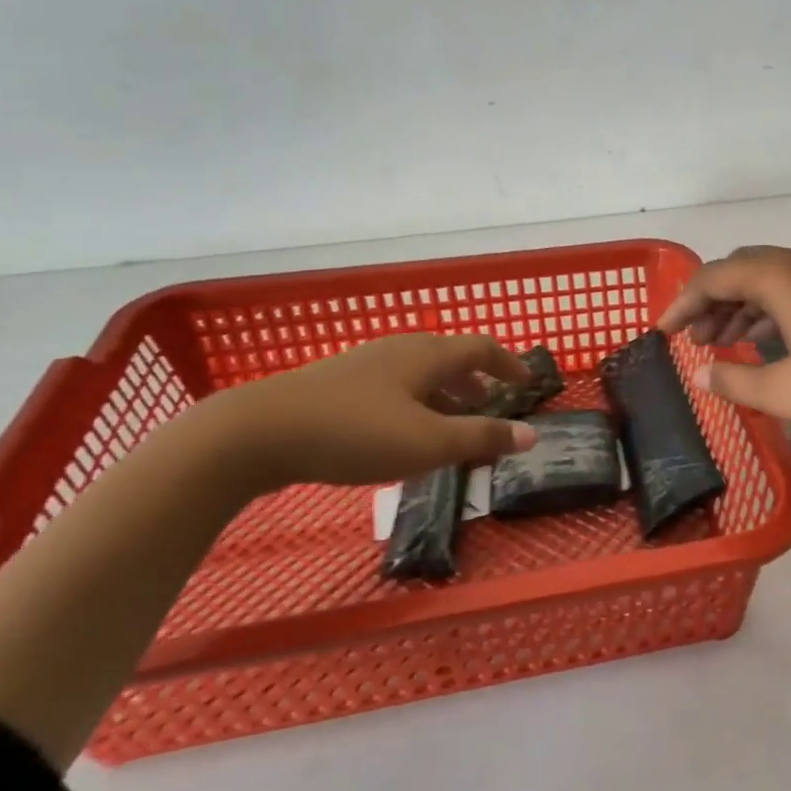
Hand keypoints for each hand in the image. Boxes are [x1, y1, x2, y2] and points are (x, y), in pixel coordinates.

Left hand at [199, 333, 538, 489]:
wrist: (258, 433)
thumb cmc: (356, 433)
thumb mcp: (429, 442)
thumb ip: (482, 438)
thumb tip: (532, 435)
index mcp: (427, 355)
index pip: (482, 348)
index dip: (509, 364)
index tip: (527, 382)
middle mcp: (399, 350)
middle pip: (450, 358)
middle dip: (477, 382)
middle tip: (491, 408)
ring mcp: (364, 365)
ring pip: (419, 374)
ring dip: (445, 395)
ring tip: (451, 426)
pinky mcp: (336, 385)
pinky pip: (393, 387)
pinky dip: (415, 404)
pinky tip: (402, 434)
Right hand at [659, 247, 790, 461]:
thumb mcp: (785, 392)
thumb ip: (735, 379)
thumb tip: (701, 373)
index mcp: (784, 276)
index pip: (716, 276)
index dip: (683, 303)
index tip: (662, 332)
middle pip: (744, 269)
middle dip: (713, 301)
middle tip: (693, 339)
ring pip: (775, 280)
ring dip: (743, 306)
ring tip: (723, 342)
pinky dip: (774, 311)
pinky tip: (768, 342)